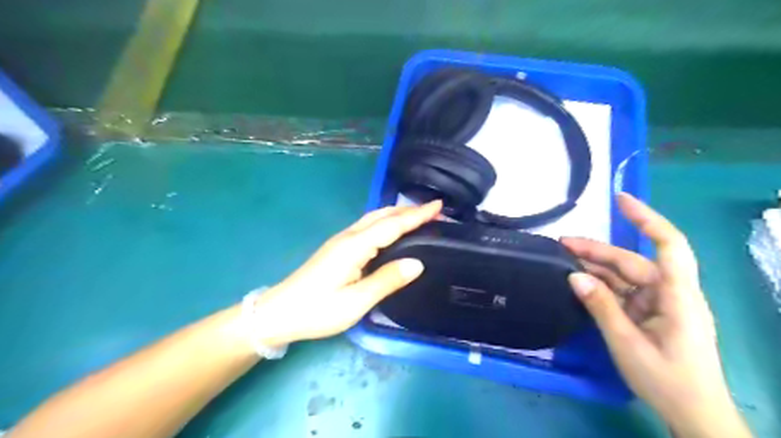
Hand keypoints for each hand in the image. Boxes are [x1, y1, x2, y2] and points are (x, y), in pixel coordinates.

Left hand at [247, 203, 440, 348]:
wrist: (279, 313)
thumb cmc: (318, 310)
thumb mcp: (356, 301)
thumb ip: (387, 280)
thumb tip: (418, 263)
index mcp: (355, 246)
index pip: (392, 225)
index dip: (417, 215)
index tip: (438, 206)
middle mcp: (349, 237)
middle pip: (382, 215)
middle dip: (409, 210)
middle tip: (434, 211)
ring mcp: (341, 241)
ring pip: (373, 218)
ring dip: (397, 214)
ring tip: (418, 216)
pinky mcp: (338, 248)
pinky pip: (367, 226)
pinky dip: (385, 222)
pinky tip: (390, 229)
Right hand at [562, 193, 749, 436]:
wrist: (693, 414)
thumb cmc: (666, 380)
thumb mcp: (626, 343)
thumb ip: (600, 306)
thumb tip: (573, 276)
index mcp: (677, 296)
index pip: (668, 245)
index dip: (647, 219)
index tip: (620, 200)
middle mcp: (670, 292)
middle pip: (632, 261)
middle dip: (597, 250)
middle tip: (562, 244)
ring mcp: (659, 302)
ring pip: (624, 275)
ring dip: (595, 267)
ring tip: (563, 259)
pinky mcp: (650, 312)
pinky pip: (622, 291)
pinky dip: (601, 286)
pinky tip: (579, 281)